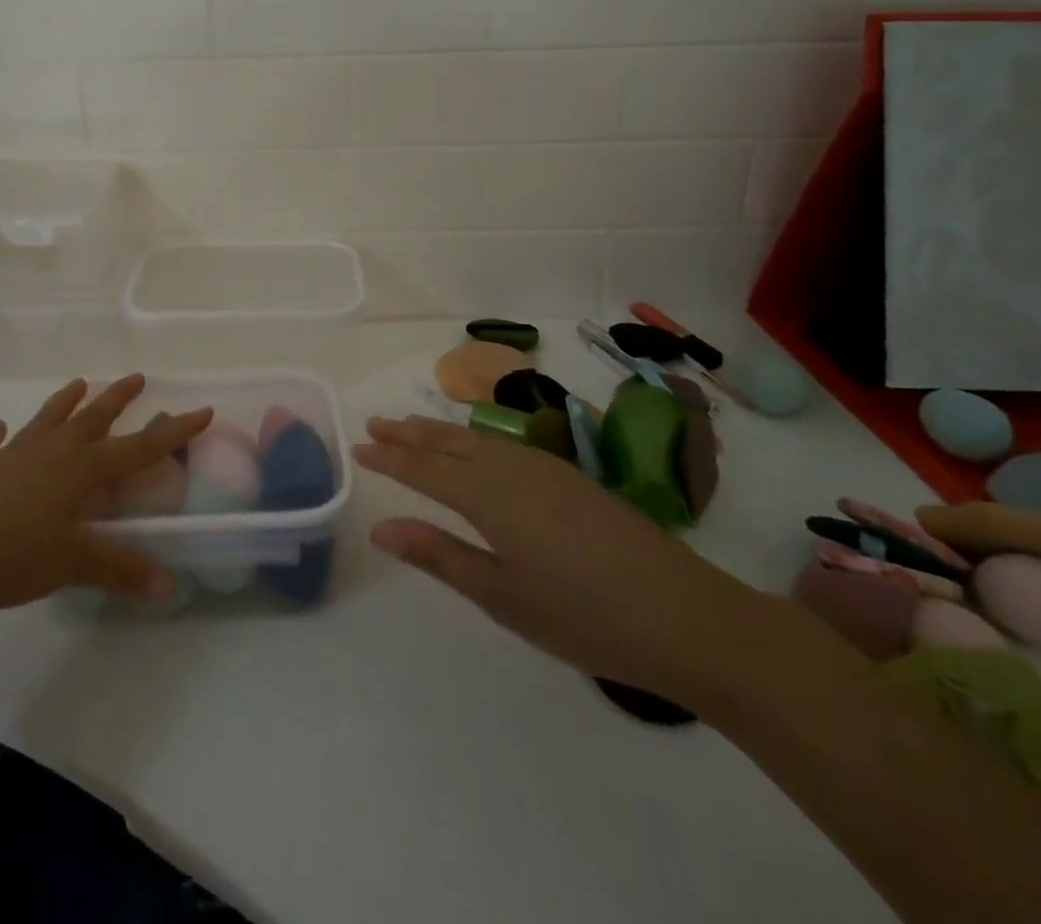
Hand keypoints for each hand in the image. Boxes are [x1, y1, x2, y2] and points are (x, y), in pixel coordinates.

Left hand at [0, 376, 210, 620]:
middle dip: (119, 398)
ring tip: (79, 383)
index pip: (139, 447)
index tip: (201, 409)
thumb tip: (170, 585)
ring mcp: (11, 457)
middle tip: (137, 377)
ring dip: (65, 402)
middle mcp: (51, 453)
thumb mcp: (69, 565)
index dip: (172, 431)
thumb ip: (119, 570)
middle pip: (93, 418)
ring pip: (47, 421)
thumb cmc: (4, 552)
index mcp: (80, 470)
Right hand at [358, 415, 766, 708]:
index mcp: (487, 496)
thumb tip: (381, 528)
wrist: (684, 614)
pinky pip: (502, 445)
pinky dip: (472, 439)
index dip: (388, 459)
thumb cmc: (582, 615)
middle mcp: (510, 468)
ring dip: (438, 432)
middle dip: (408, 433)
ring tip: (410, 427)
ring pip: (476, 439)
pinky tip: (474, 448)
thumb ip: (440, 555)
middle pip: (447, 443)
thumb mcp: (501, 595)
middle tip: (374, 424)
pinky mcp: (569, 477)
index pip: (423, 469)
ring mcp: (544, 467)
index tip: (357, 448)